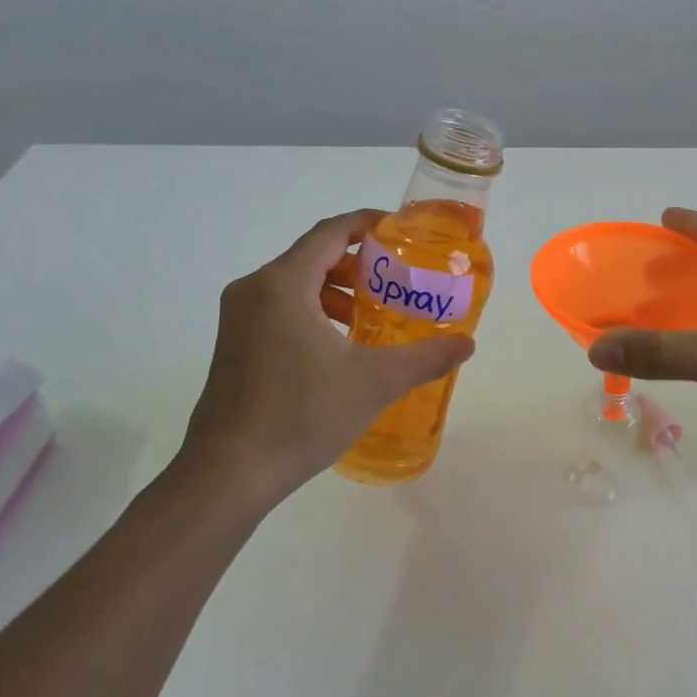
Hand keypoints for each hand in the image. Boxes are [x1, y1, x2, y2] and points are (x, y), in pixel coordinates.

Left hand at [173, 210, 473, 502]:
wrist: (229, 472)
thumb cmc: (302, 414)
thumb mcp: (375, 382)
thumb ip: (426, 358)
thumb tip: (467, 344)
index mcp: (283, 284)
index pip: (330, 232)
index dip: (368, 224)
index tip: (401, 232)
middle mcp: (254, 289)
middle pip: (312, 255)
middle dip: (357, 263)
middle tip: (395, 282)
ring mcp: (237, 318)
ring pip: (294, 283)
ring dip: (334, 290)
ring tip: (369, 317)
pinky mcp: (233, 344)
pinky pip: (278, 308)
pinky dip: (312, 311)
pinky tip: (337, 347)